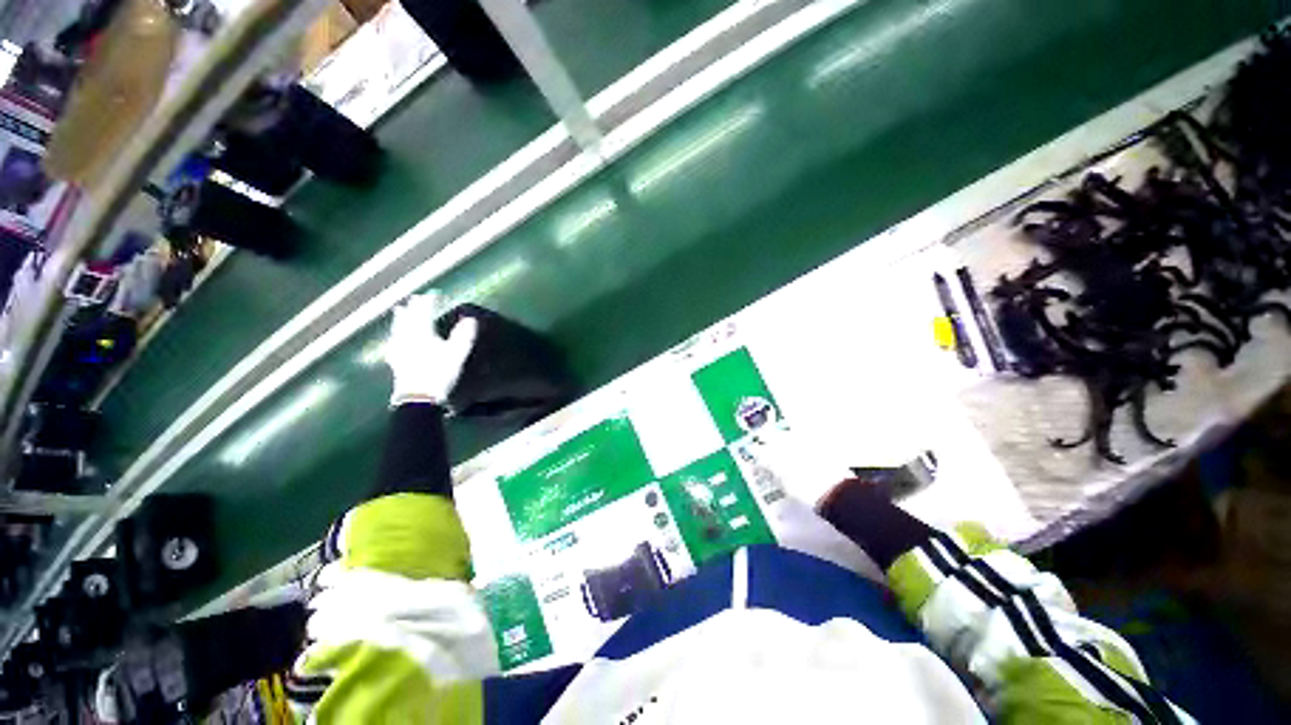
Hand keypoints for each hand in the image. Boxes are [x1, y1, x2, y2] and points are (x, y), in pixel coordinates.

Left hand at [385, 292, 478, 406]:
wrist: (418, 398)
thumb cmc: (439, 373)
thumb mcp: (456, 354)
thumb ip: (463, 335)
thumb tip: (471, 319)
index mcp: (422, 333)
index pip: (424, 312)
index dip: (429, 302)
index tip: (435, 294)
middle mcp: (407, 337)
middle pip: (408, 318)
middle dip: (412, 308)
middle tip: (414, 299)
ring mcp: (399, 350)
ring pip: (397, 329)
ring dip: (400, 319)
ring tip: (399, 311)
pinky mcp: (395, 363)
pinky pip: (393, 344)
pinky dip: (394, 338)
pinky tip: (392, 341)